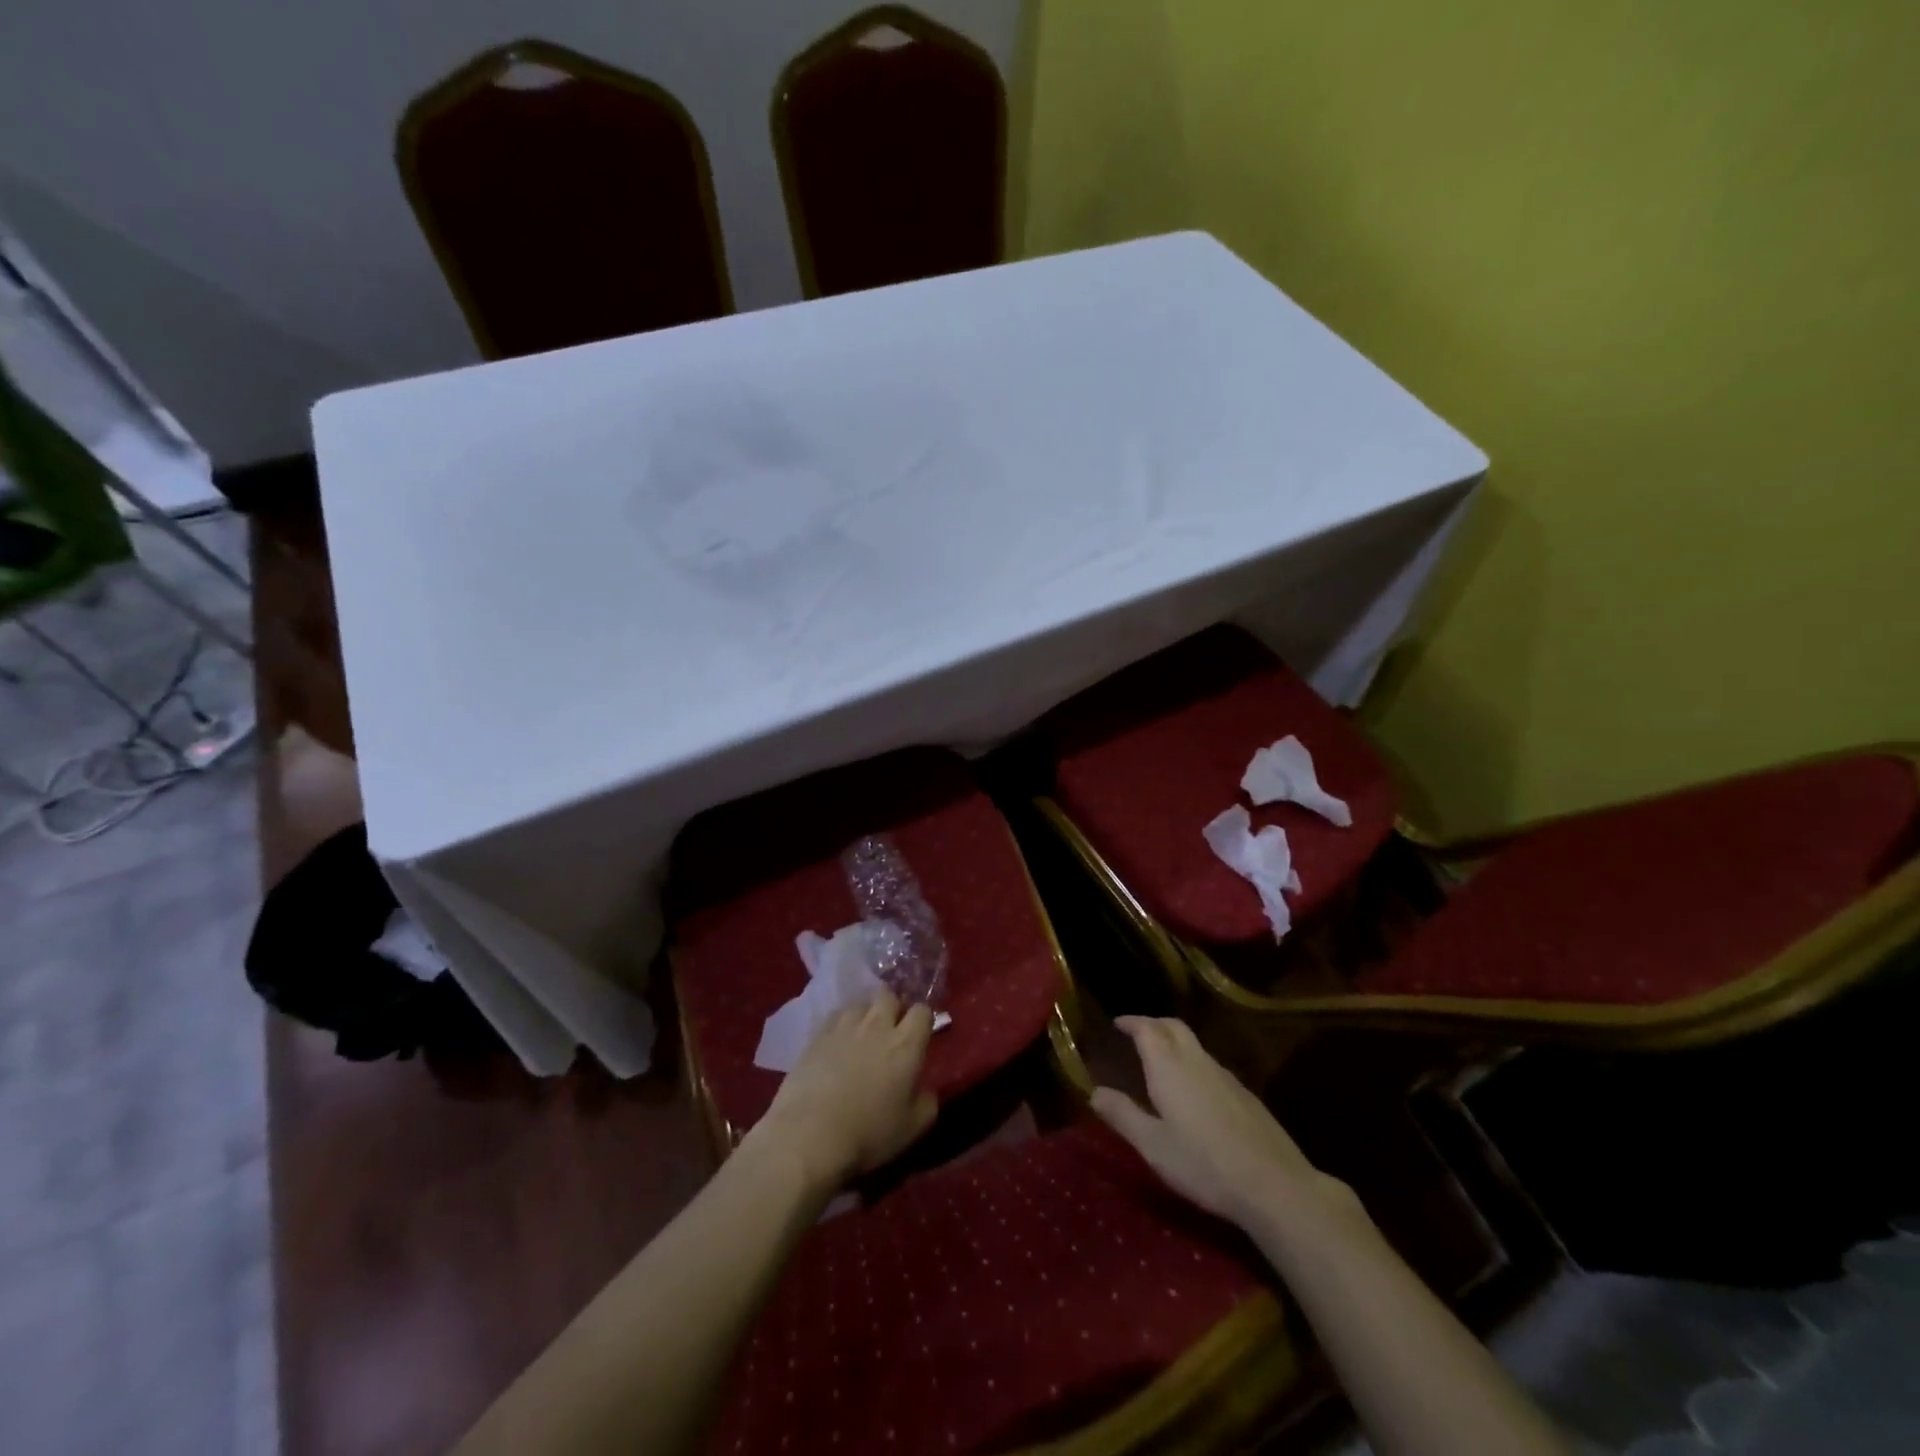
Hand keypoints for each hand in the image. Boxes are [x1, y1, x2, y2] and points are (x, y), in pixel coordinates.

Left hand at [752, 992, 937, 1186]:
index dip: (923, 1020)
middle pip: (890, 996)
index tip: (920, 1036)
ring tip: (863, 1036)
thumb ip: (927, 1102)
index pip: (922, 1011)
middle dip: (894, 1008)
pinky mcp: (818, 1034)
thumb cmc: (868, 1134)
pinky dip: (842, 1024)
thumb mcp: (912, 1128)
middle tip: (891, 1031)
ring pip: (862, 1003)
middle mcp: (877, 1025)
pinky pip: (836, 1015)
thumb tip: (926, 1089)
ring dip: (867, 1015)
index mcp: (906, 1045)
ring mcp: (845, 1026)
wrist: (809, 1135)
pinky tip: (838, 1043)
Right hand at [1092, 1016, 1347, 1230]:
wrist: (1274, 1186)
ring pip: (1195, 1045)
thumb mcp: (1154, 1145)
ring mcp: (1226, 1076)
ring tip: (1160, 1061)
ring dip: (1174, 1042)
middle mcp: (1197, 1061)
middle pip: (1174, 1027)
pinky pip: (1211, 1065)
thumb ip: (1123, 1115)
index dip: (1131, 1022)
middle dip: (1153, 1024)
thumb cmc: (1204, 1164)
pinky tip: (1193, 1091)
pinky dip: (1193, 1063)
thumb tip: (1094, 1092)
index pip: (1147, 1028)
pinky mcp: (1245, 1095)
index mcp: (1169, 1066)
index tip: (1118, 1023)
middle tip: (1137, 1033)